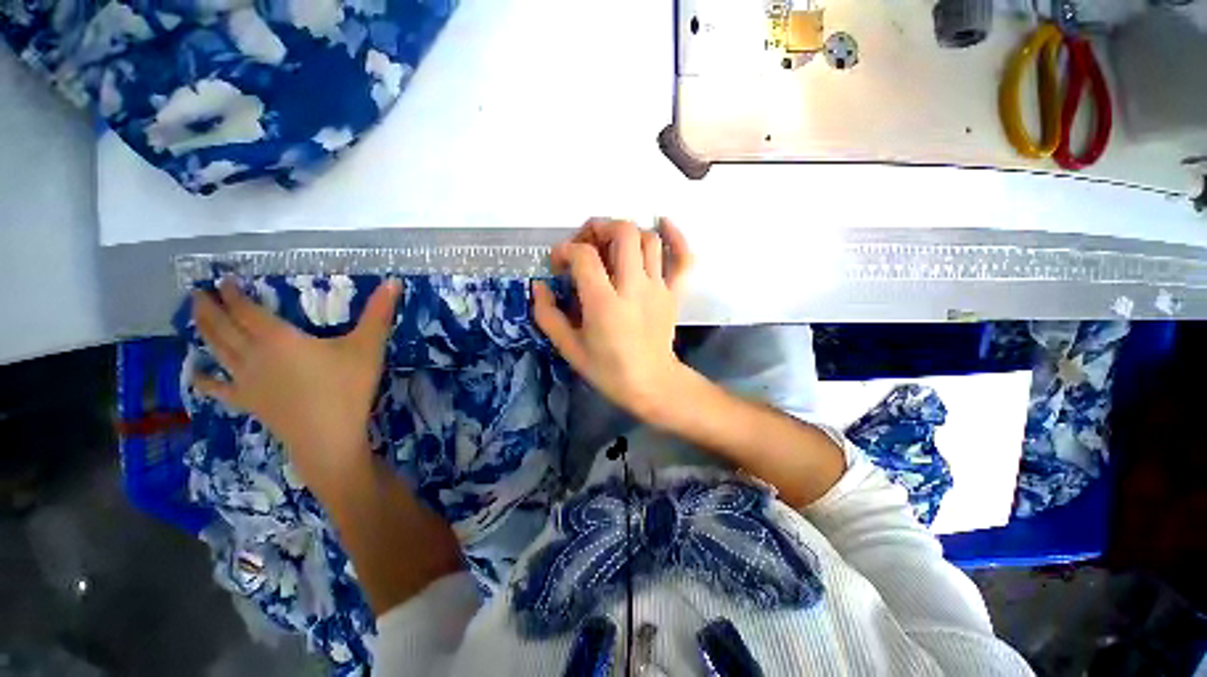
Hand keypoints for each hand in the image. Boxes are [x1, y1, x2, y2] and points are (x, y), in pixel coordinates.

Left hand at [191, 278, 400, 498]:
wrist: (328, 436)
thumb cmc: (348, 387)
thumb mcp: (369, 346)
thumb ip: (379, 313)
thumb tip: (394, 280)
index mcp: (279, 339)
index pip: (248, 311)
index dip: (234, 294)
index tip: (223, 280)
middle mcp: (254, 356)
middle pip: (224, 328)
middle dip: (209, 309)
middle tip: (195, 293)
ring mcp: (247, 382)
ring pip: (218, 352)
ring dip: (204, 332)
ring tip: (195, 317)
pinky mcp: (250, 403)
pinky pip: (220, 390)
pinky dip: (206, 381)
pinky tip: (197, 375)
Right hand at [533, 218, 693, 419]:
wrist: (651, 384)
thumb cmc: (608, 370)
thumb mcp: (569, 347)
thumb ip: (547, 314)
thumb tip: (539, 285)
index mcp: (604, 304)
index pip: (584, 256)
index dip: (565, 250)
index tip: (558, 263)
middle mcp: (634, 288)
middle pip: (623, 233)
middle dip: (598, 228)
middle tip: (586, 243)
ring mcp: (659, 288)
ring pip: (649, 239)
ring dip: (627, 232)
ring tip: (611, 245)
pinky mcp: (674, 293)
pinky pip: (683, 258)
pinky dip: (676, 237)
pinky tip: (663, 224)